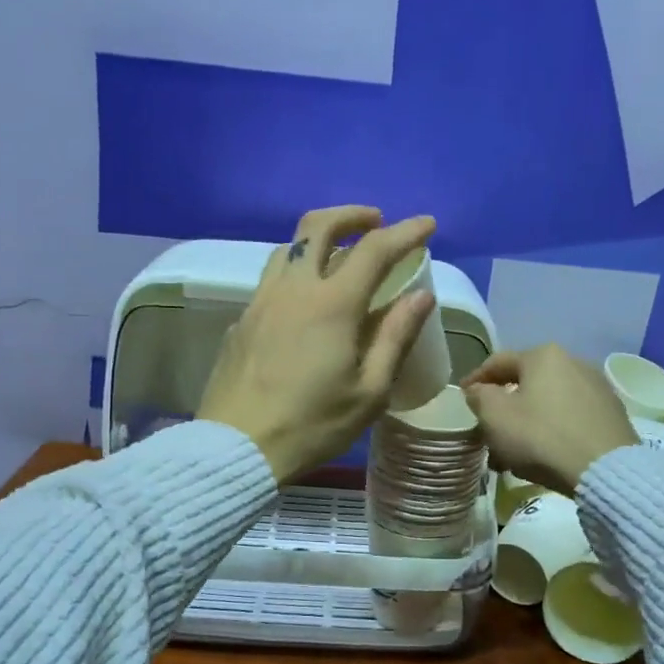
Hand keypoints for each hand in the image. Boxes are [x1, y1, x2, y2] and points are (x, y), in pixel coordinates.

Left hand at [198, 206, 436, 482]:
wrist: (237, 447)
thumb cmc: (312, 425)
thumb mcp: (369, 392)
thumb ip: (396, 338)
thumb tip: (421, 296)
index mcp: (331, 305)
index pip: (374, 249)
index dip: (405, 232)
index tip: (427, 224)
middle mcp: (292, 289)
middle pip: (318, 226)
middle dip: (352, 215)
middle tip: (376, 222)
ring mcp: (260, 302)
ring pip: (288, 248)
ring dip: (318, 239)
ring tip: (339, 257)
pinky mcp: (241, 321)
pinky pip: (271, 280)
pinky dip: (296, 273)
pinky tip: (305, 303)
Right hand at [463, 344, 638, 495]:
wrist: (603, 469)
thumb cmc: (541, 437)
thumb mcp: (496, 417)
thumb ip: (480, 398)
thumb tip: (479, 391)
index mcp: (543, 356)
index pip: (498, 362)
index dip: (475, 379)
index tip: (462, 396)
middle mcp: (574, 361)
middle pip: (527, 381)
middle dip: (505, 403)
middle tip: (489, 425)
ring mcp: (597, 386)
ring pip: (550, 400)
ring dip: (529, 419)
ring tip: (515, 446)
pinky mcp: (612, 412)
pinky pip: (571, 416)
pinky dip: (553, 428)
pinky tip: (545, 450)